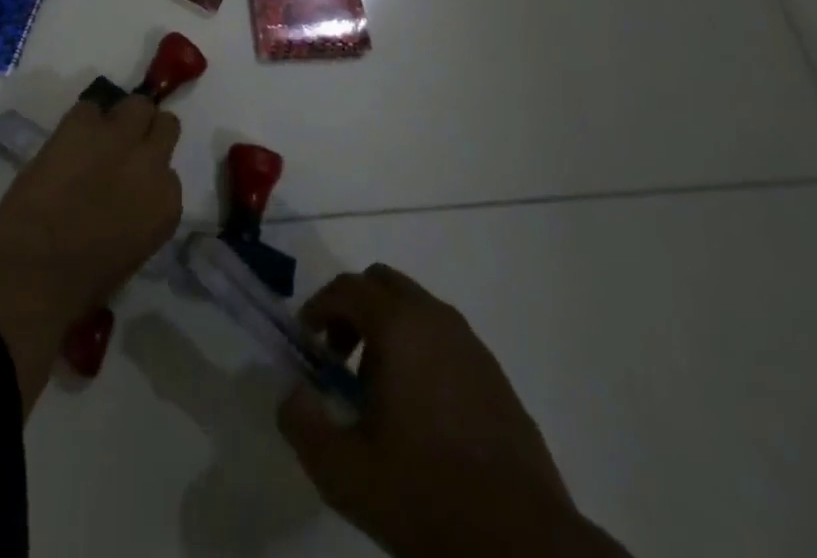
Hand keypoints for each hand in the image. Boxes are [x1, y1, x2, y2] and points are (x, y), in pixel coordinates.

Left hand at [0, 95, 181, 414]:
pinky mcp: (81, 124)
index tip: (132, 180)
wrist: (33, 272)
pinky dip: (81, 121)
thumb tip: (126, 197)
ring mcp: (118, 138)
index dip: (149, 173)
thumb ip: (139, 213)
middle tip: (124, 145)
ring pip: (136, 104)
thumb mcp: (130, 250)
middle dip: (147, 132)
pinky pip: (89, 107)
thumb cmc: (80, 283)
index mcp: (166, 203)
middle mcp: (151, 163)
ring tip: (97, 136)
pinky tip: (66, 142)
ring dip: (120, 118)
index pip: (169, 173)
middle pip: (164, 125)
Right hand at [279, 265, 627, 557]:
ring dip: (387, 331)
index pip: (346, 287)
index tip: (307, 344)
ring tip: (378, 394)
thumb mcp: (343, 471)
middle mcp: (435, 319)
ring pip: (416, 310)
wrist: (524, 544)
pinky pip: (445, 340)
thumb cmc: (425, 495)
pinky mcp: (496, 376)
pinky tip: (420, 414)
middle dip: (353, 310)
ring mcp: (471, 345)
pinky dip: (420, 353)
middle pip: (383, 284)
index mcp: (399, 325)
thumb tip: (292, 394)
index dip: (317, 308)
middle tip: (340, 359)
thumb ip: (301, 423)